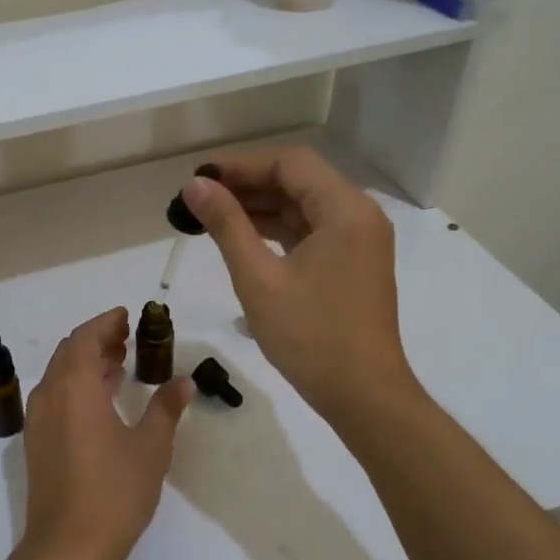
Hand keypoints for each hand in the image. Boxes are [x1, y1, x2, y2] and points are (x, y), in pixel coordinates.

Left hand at [20, 308, 190, 559]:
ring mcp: (38, 420)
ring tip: (119, 364)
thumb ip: (166, 409)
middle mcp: (49, 395)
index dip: (106, 323)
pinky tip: (102, 401)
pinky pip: (56, 397)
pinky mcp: (37, 443)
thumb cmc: (114, 492)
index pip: (85, 337)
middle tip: (127, 339)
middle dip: (97, 340)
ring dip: (86, 363)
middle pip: (69, 352)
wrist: (67, 547)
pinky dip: (77, 386)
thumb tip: (183, 383)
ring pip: (60, 375)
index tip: (127, 316)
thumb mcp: (150, 448)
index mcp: (74, 386)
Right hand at [181, 148, 420, 425]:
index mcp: (345, 210)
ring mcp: (358, 240)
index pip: (290, 164)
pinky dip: (276, 230)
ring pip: (302, 206)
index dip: (242, 165)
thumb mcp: (258, 279)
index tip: (200, 178)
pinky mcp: (351, 263)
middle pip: (298, 181)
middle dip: (248, 185)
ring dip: (259, 207)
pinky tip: (241, 238)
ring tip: (210, 216)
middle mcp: (358, 216)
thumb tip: (195, 185)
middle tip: (199, 198)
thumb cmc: (310, 337)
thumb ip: (226, 225)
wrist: (363, 396)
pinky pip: (310, 231)